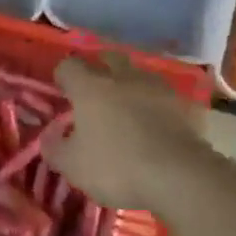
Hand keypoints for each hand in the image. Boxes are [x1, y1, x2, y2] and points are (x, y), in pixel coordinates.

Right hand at [43, 53, 206, 209]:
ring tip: (127, 108)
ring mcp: (159, 88)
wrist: (180, 177)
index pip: (69, 66)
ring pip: (139, 74)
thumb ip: (54, 147)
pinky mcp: (185, 105)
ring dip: (130, 85)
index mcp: (91, 87)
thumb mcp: (72, 166)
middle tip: (94, 94)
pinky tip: (155, 124)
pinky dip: (156, 105)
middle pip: (108, 58)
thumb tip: (50, 135)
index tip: (62, 93)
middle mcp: (124, 77)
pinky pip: (164, 97)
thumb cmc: (116, 166)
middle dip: (99, 69)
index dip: (63, 77)